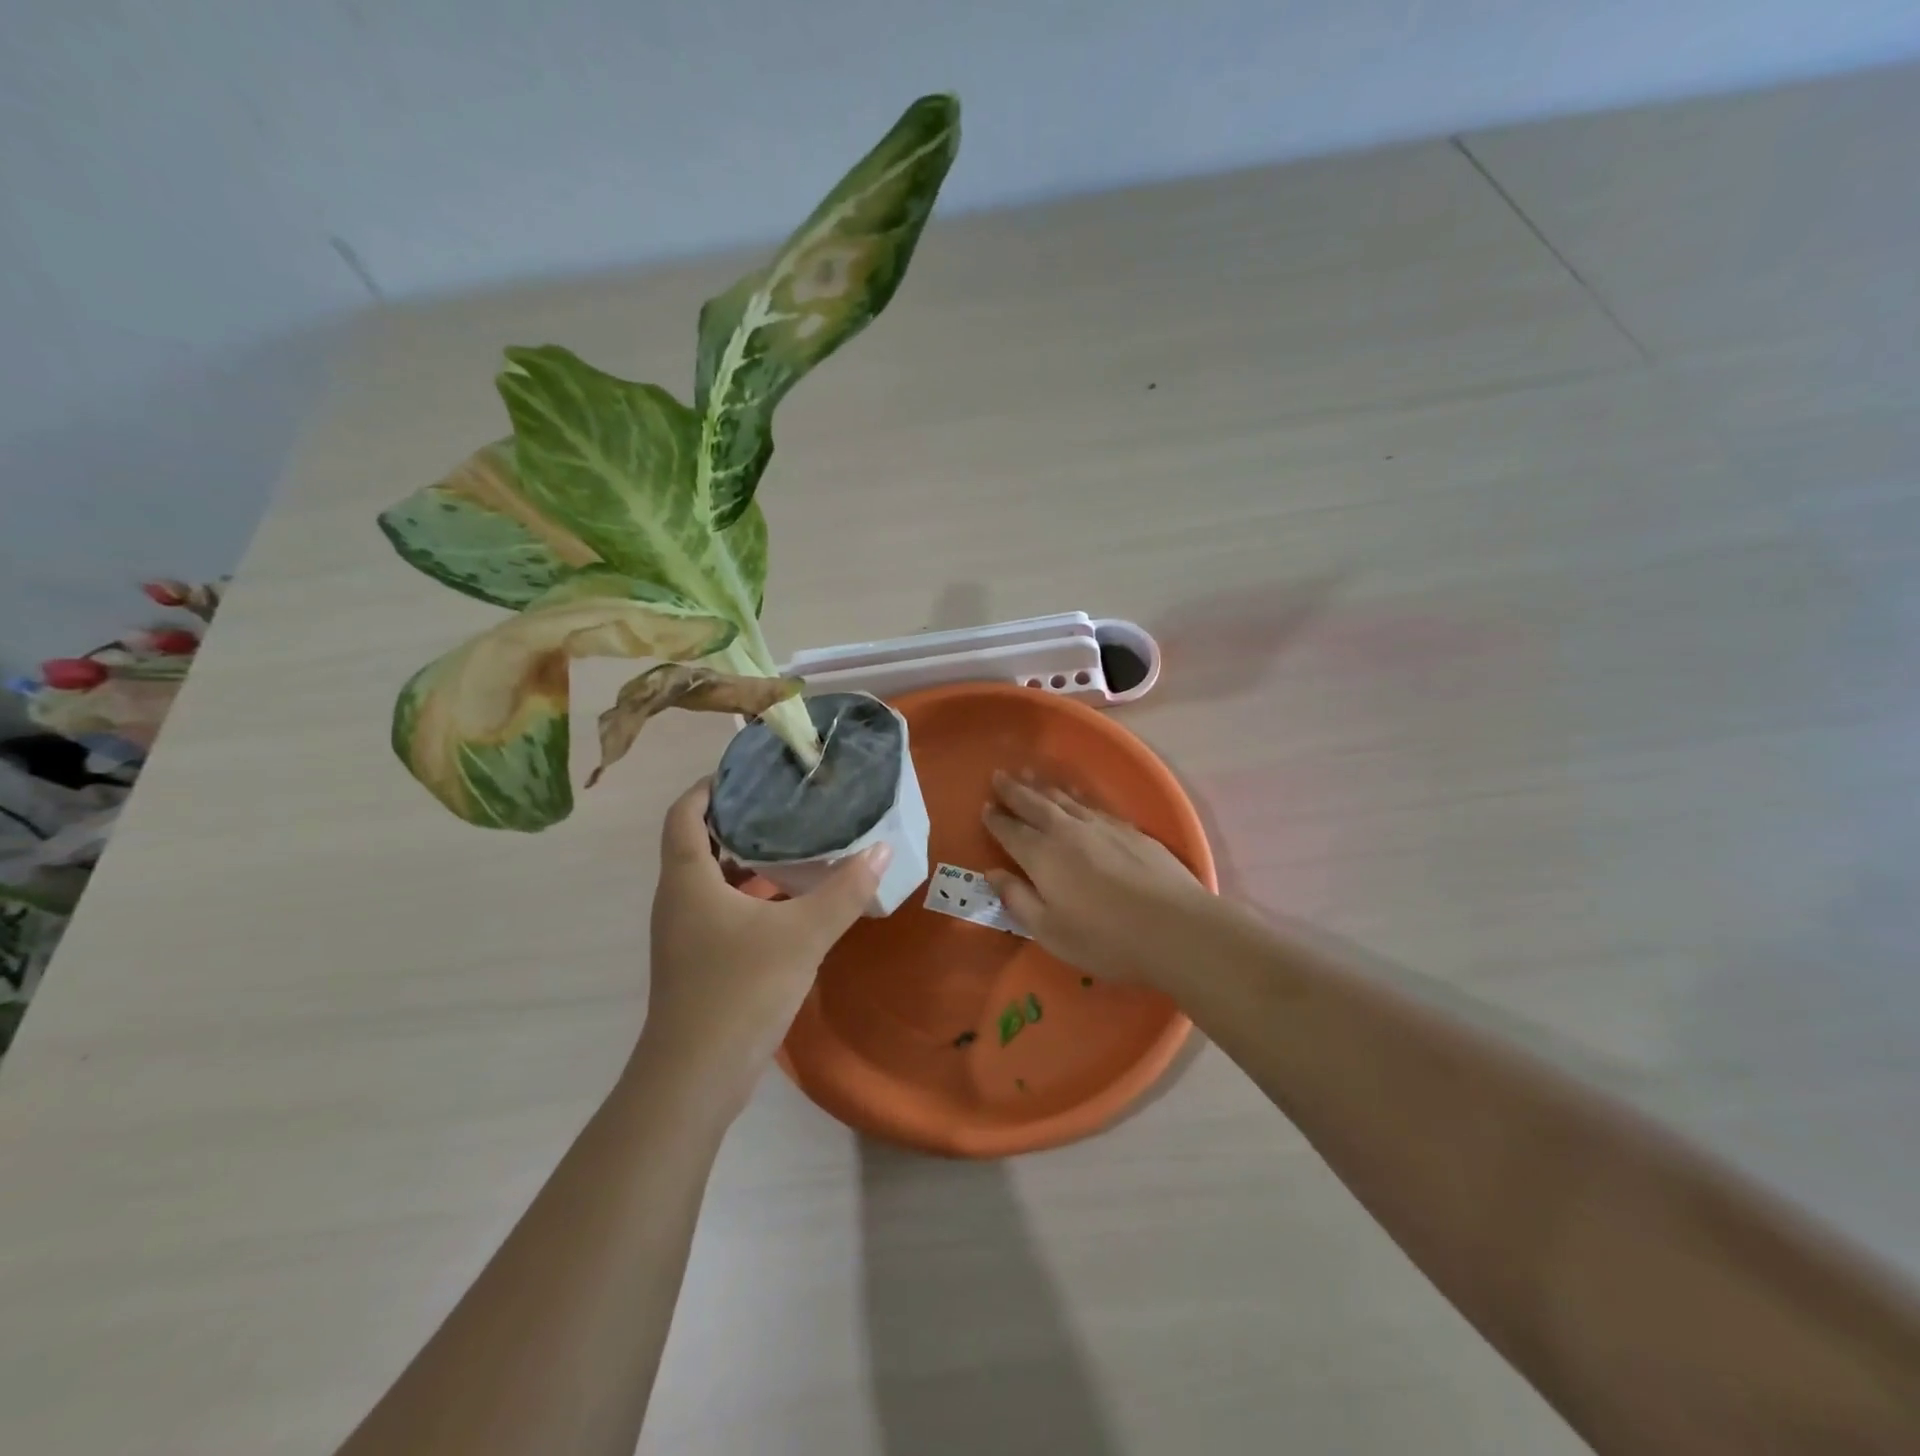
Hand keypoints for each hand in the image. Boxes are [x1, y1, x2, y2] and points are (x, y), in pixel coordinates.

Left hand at [642, 779, 887, 1101]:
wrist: (697, 1076)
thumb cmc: (740, 989)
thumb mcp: (803, 934)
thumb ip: (845, 891)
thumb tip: (882, 849)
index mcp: (688, 879)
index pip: (684, 812)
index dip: (710, 786)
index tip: (749, 770)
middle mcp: (678, 899)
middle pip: (699, 841)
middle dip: (738, 818)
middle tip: (785, 800)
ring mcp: (686, 933)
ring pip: (712, 878)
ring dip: (747, 858)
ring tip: (795, 840)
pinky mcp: (700, 960)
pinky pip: (722, 908)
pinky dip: (751, 893)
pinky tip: (791, 898)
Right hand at [982, 771, 1210, 986]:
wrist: (1174, 927)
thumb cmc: (1105, 938)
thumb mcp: (1050, 931)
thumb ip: (1018, 899)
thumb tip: (993, 874)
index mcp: (1042, 856)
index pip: (1011, 831)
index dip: (996, 819)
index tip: (985, 807)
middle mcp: (1068, 831)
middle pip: (1035, 804)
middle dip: (1014, 791)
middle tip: (999, 776)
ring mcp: (1102, 826)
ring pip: (1065, 800)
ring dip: (1044, 788)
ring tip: (1031, 776)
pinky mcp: (1130, 830)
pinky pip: (1093, 806)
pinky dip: (1077, 799)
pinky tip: (1077, 800)